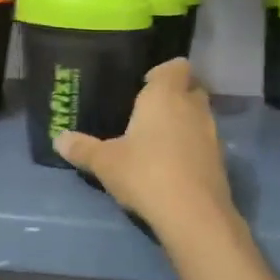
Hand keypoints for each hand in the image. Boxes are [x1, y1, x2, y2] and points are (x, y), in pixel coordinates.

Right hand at [55, 60, 237, 234]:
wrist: (193, 213)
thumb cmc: (145, 173)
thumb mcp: (105, 162)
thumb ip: (82, 148)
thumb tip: (58, 139)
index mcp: (165, 95)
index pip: (176, 66)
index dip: (163, 72)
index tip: (145, 85)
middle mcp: (193, 107)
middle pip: (192, 88)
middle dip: (175, 95)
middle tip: (150, 111)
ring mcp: (211, 133)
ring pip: (200, 116)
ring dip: (184, 122)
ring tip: (159, 141)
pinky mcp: (220, 160)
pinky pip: (204, 142)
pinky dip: (192, 147)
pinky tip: (173, 165)